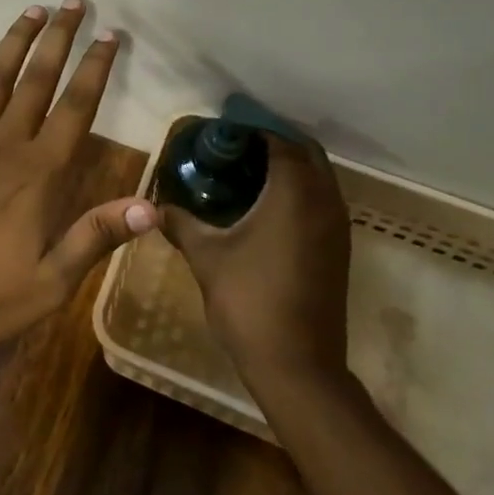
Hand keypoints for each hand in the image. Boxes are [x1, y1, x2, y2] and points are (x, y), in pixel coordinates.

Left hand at [0, 0, 155, 356]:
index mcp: (38, 173)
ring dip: (14, 43)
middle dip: (58, 39)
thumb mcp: (52, 280)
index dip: (95, 69)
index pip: (76, 108)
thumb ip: (96, 236)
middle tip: (73, 3)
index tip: (110, 35)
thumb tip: (152, 207)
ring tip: (31, 11)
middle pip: (37, 80)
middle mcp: (5, 146)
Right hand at [165, 132, 353, 377]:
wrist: (297, 366)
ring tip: (246, 171)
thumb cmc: (249, 301)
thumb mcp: (206, 256)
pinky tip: (264, 206)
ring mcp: (337, 228)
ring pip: (319, 178)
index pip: (280, 141)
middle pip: (306, 152)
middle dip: (274, 142)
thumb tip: (155, 204)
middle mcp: (324, 202)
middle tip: (234, 146)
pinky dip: (299, 191)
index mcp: (295, 194)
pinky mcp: (338, 249)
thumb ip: (180, 223)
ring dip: (289, 166)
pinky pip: (322, 201)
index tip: (221, 129)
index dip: (252, 129)